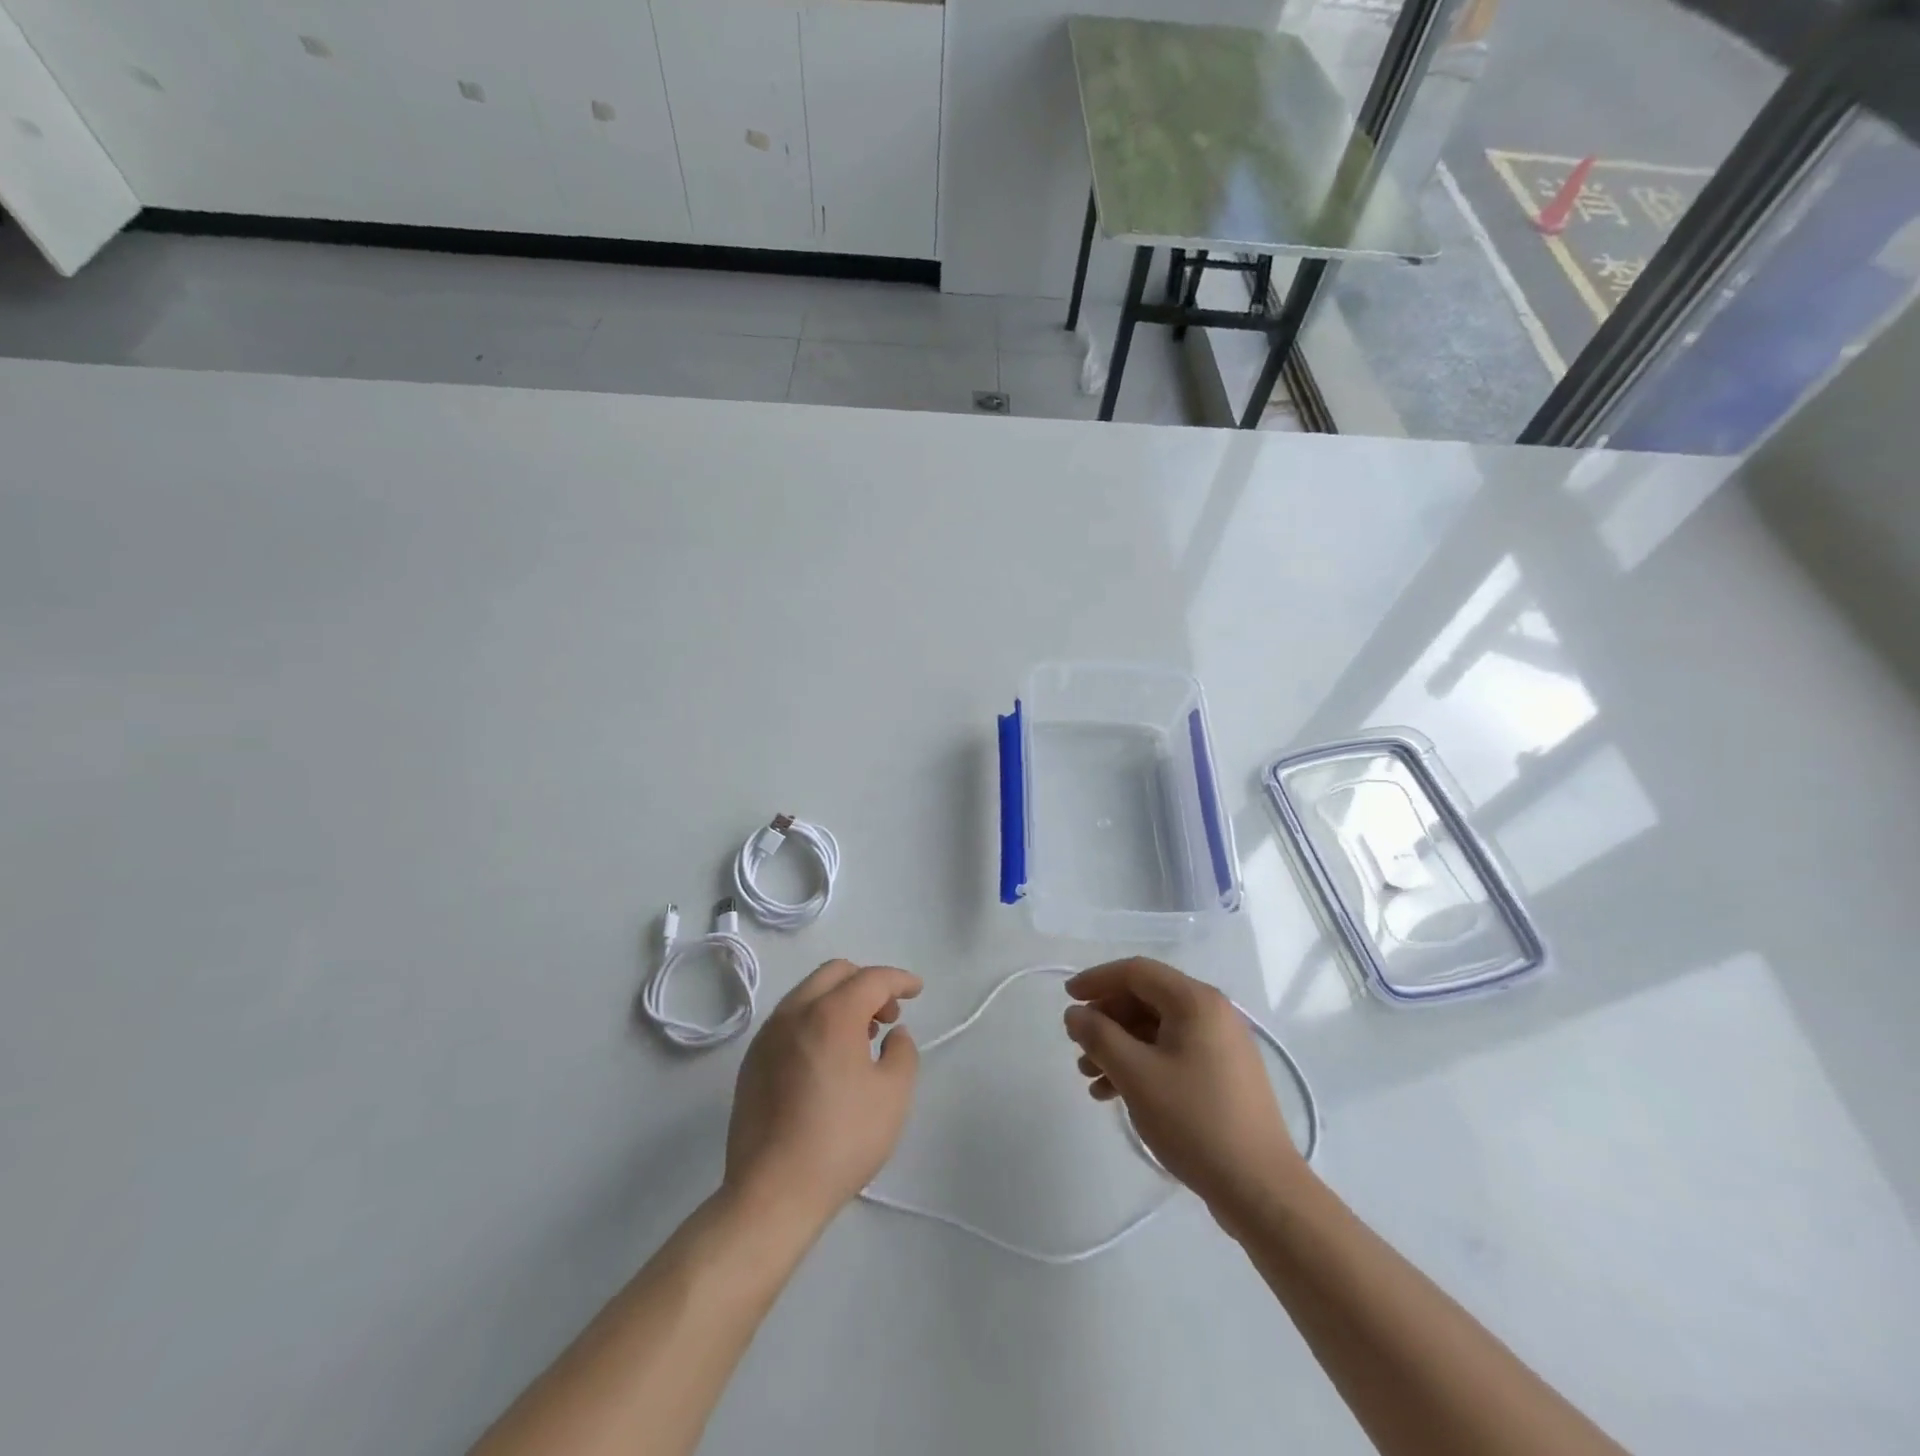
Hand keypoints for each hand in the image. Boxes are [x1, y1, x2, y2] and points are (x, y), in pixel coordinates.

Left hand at [725, 960, 921, 1231]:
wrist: (772, 1193)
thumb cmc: (841, 1140)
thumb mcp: (894, 1095)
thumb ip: (903, 1051)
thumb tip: (893, 1033)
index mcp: (832, 1013)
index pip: (872, 979)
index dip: (900, 980)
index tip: (918, 990)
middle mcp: (795, 1011)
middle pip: (835, 973)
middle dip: (867, 983)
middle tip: (888, 1014)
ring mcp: (768, 1034)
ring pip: (809, 993)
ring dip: (840, 1000)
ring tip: (861, 1037)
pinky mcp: (752, 1060)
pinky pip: (790, 1020)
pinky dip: (815, 1019)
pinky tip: (828, 1057)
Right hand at [1064, 958, 1305, 1221]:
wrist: (1260, 1188)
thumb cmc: (1194, 1121)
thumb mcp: (1136, 1075)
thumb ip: (1099, 1036)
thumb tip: (1075, 1013)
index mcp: (1195, 1001)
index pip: (1136, 972)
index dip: (1097, 980)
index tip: (1067, 999)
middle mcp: (1212, 1012)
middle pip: (1146, 998)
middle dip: (1106, 1019)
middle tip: (1077, 1045)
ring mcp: (1220, 1044)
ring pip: (1156, 1029)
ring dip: (1119, 1046)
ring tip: (1090, 1078)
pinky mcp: (1222, 1074)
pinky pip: (1172, 1052)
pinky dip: (1141, 1064)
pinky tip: (1115, 1093)